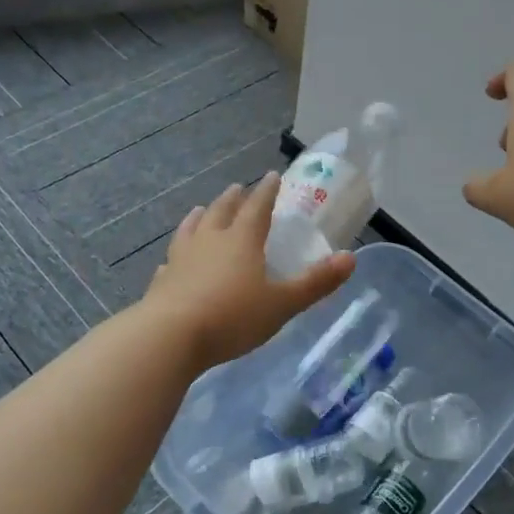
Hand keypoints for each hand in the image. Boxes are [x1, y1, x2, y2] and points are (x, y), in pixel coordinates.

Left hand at [144, 172, 355, 368]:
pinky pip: (171, 261)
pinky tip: (171, 261)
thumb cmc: (232, 317)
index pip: (257, 207)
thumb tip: (351, 258)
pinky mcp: (162, 281)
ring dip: (199, 217)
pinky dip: (176, 255)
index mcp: (241, 240)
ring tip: (201, 210)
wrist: (169, 337)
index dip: (267, 192)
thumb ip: (315, 283)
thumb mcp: (282, 304)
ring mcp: (181, 259)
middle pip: (222, 212)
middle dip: (233, 199)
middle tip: (237, 188)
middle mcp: (210, 241)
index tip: (272, 176)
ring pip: (191, 229)